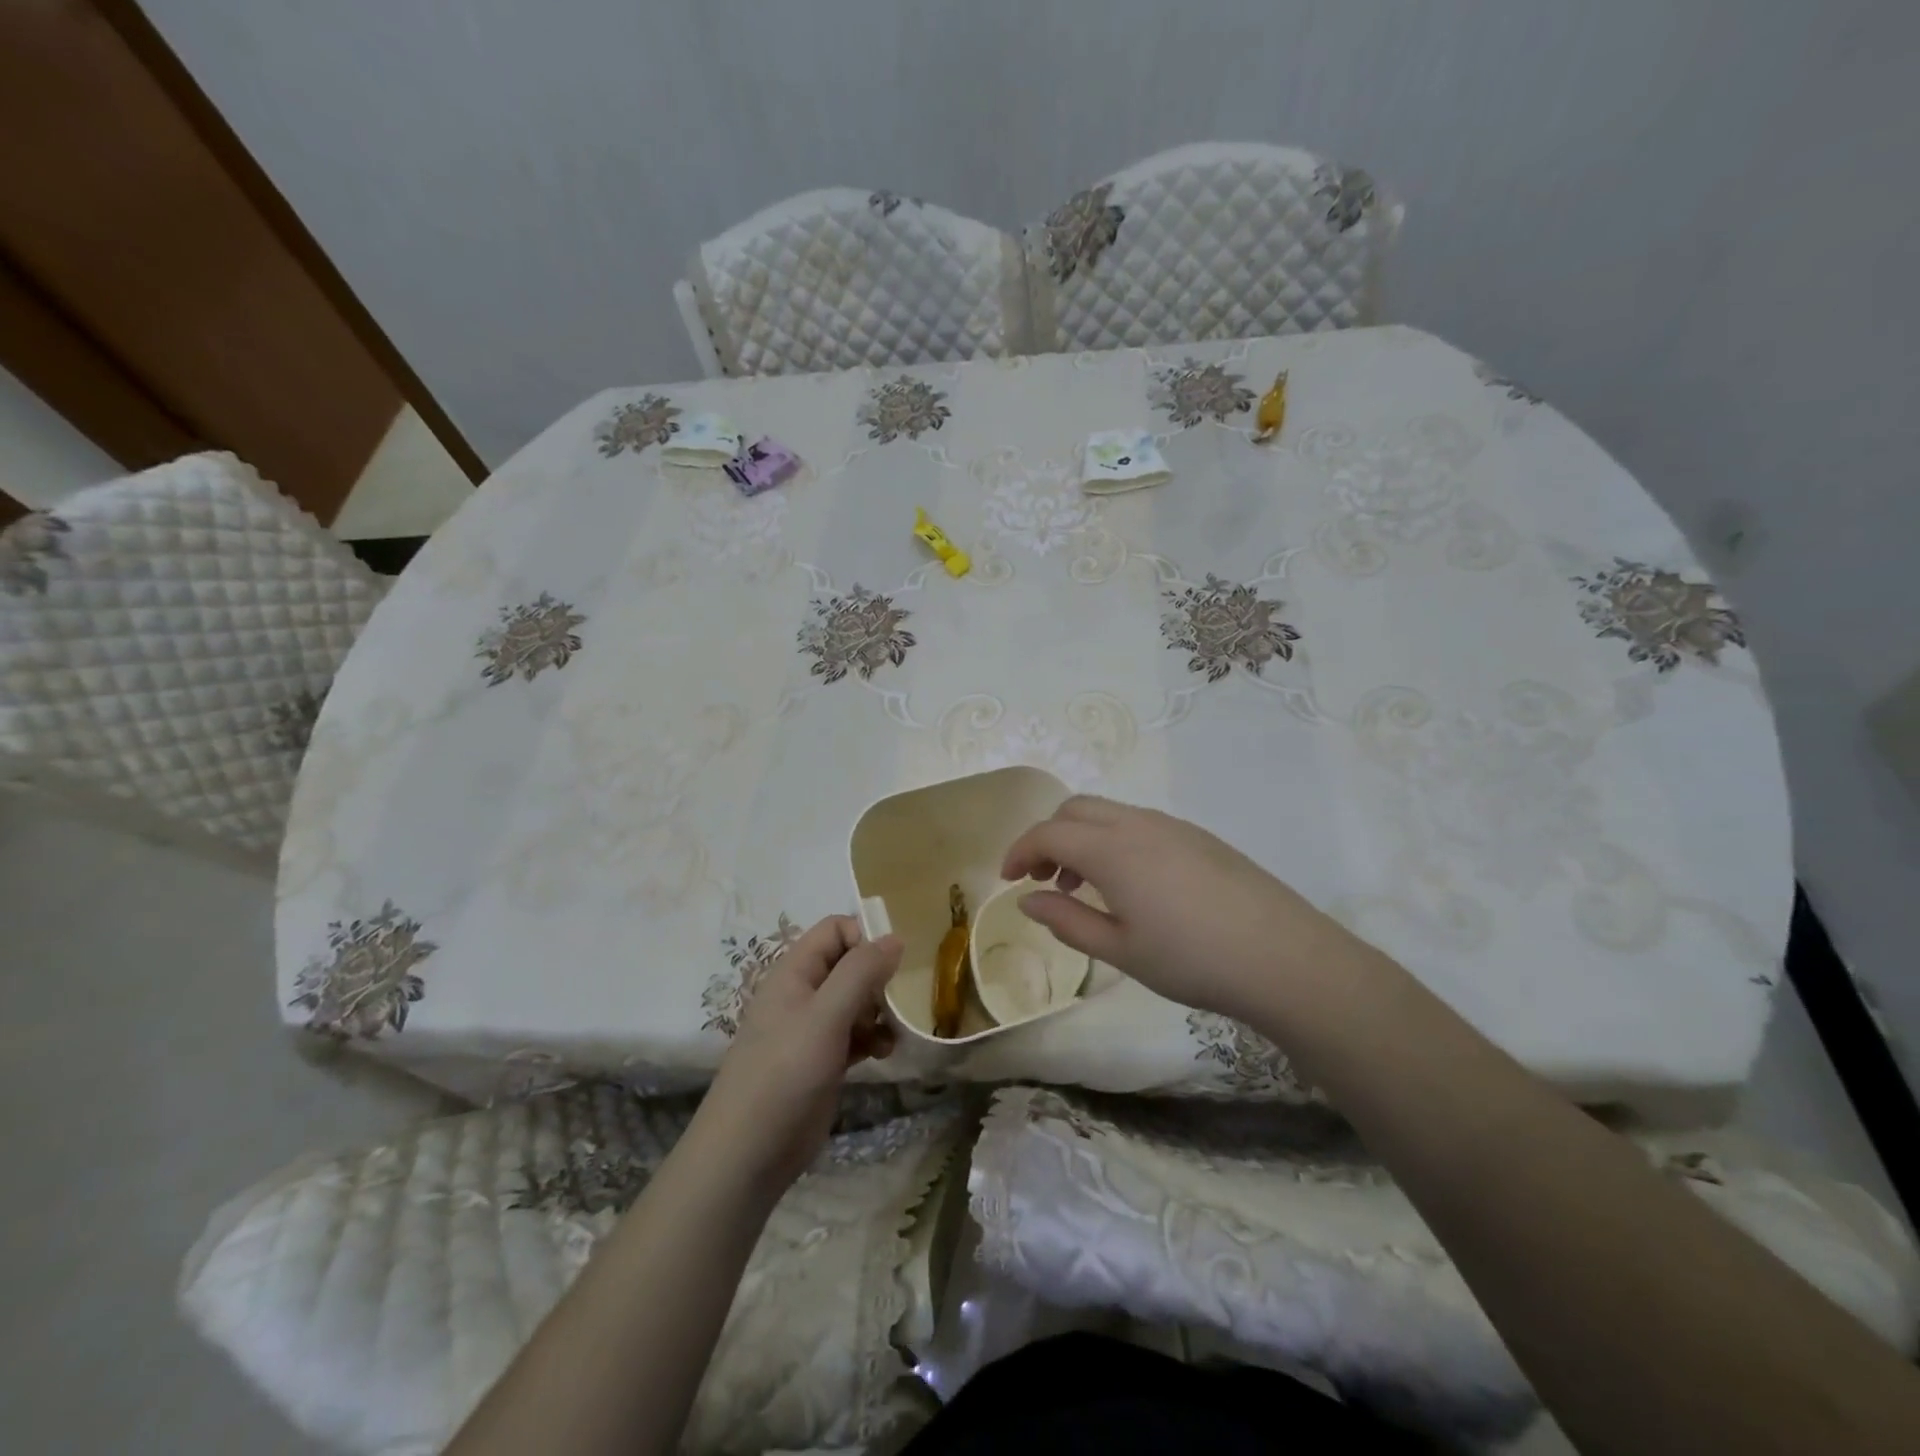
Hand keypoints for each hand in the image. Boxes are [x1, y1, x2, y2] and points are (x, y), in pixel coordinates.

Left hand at [697, 916, 899, 1193]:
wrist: (747, 1154)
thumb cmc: (784, 1074)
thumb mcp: (825, 1016)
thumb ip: (860, 973)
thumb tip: (894, 937)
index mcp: (794, 972)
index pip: (835, 930)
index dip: (864, 937)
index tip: (891, 965)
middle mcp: (803, 993)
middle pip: (849, 964)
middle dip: (878, 977)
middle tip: (899, 1000)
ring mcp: (812, 1029)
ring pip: (856, 1000)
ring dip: (880, 1010)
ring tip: (895, 1031)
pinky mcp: (823, 1060)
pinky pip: (855, 1034)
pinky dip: (873, 1038)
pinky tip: (885, 1054)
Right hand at [1002, 795, 1359, 1022]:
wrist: (1283, 957)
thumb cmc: (1192, 959)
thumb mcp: (1120, 950)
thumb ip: (1066, 921)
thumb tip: (1028, 900)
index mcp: (1112, 849)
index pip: (1048, 832)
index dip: (1020, 851)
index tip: (1008, 880)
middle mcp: (1138, 823)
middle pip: (1076, 809)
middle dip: (1049, 837)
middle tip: (1044, 880)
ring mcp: (1173, 826)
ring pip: (1109, 812)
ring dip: (1082, 838)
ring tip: (1084, 886)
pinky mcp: (1199, 837)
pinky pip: (1139, 823)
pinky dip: (1114, 840)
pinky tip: (1130, 885)